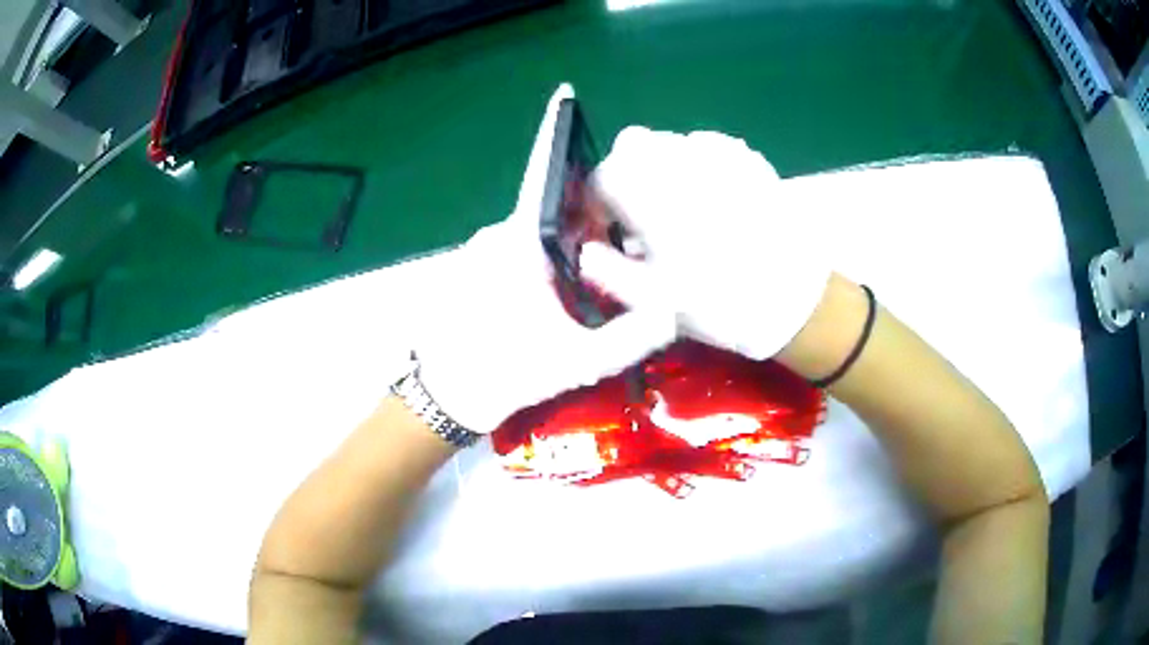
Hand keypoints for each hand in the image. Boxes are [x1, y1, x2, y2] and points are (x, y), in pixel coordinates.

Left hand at [414, 87, 675, 432]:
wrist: (445, 397)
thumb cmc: (505, 372)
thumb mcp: (577, 361)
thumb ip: (629, 338)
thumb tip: (673, 313)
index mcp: (519, 244)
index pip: (544, 177)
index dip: (556, 137)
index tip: (565, 98)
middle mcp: (497, 236)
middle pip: (549, 205)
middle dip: (586, 209)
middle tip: (625, 230)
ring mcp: (481, 251)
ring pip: (533, 229)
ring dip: (564, 237)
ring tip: (602, 260)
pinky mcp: (474, 268)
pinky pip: (517, 247)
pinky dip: (543, 253)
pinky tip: (563, 281)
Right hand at [581, 127, 830, 359]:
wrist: (792, 298)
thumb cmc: (718, 303)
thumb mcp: (652, 301)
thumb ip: (609, 271)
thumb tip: (585, 251)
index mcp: (648, 195)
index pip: (602, 178)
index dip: (597, 202)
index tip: (608, 227)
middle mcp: (677, 162)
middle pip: (632, 145)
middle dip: (626, 172)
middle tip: (640, 211)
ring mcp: (717, 155)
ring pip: (670, 141)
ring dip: (661, 165)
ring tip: (679, 204)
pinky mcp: (748, 159)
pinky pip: (709, 145)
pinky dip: (698, 162)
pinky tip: (713, 194)